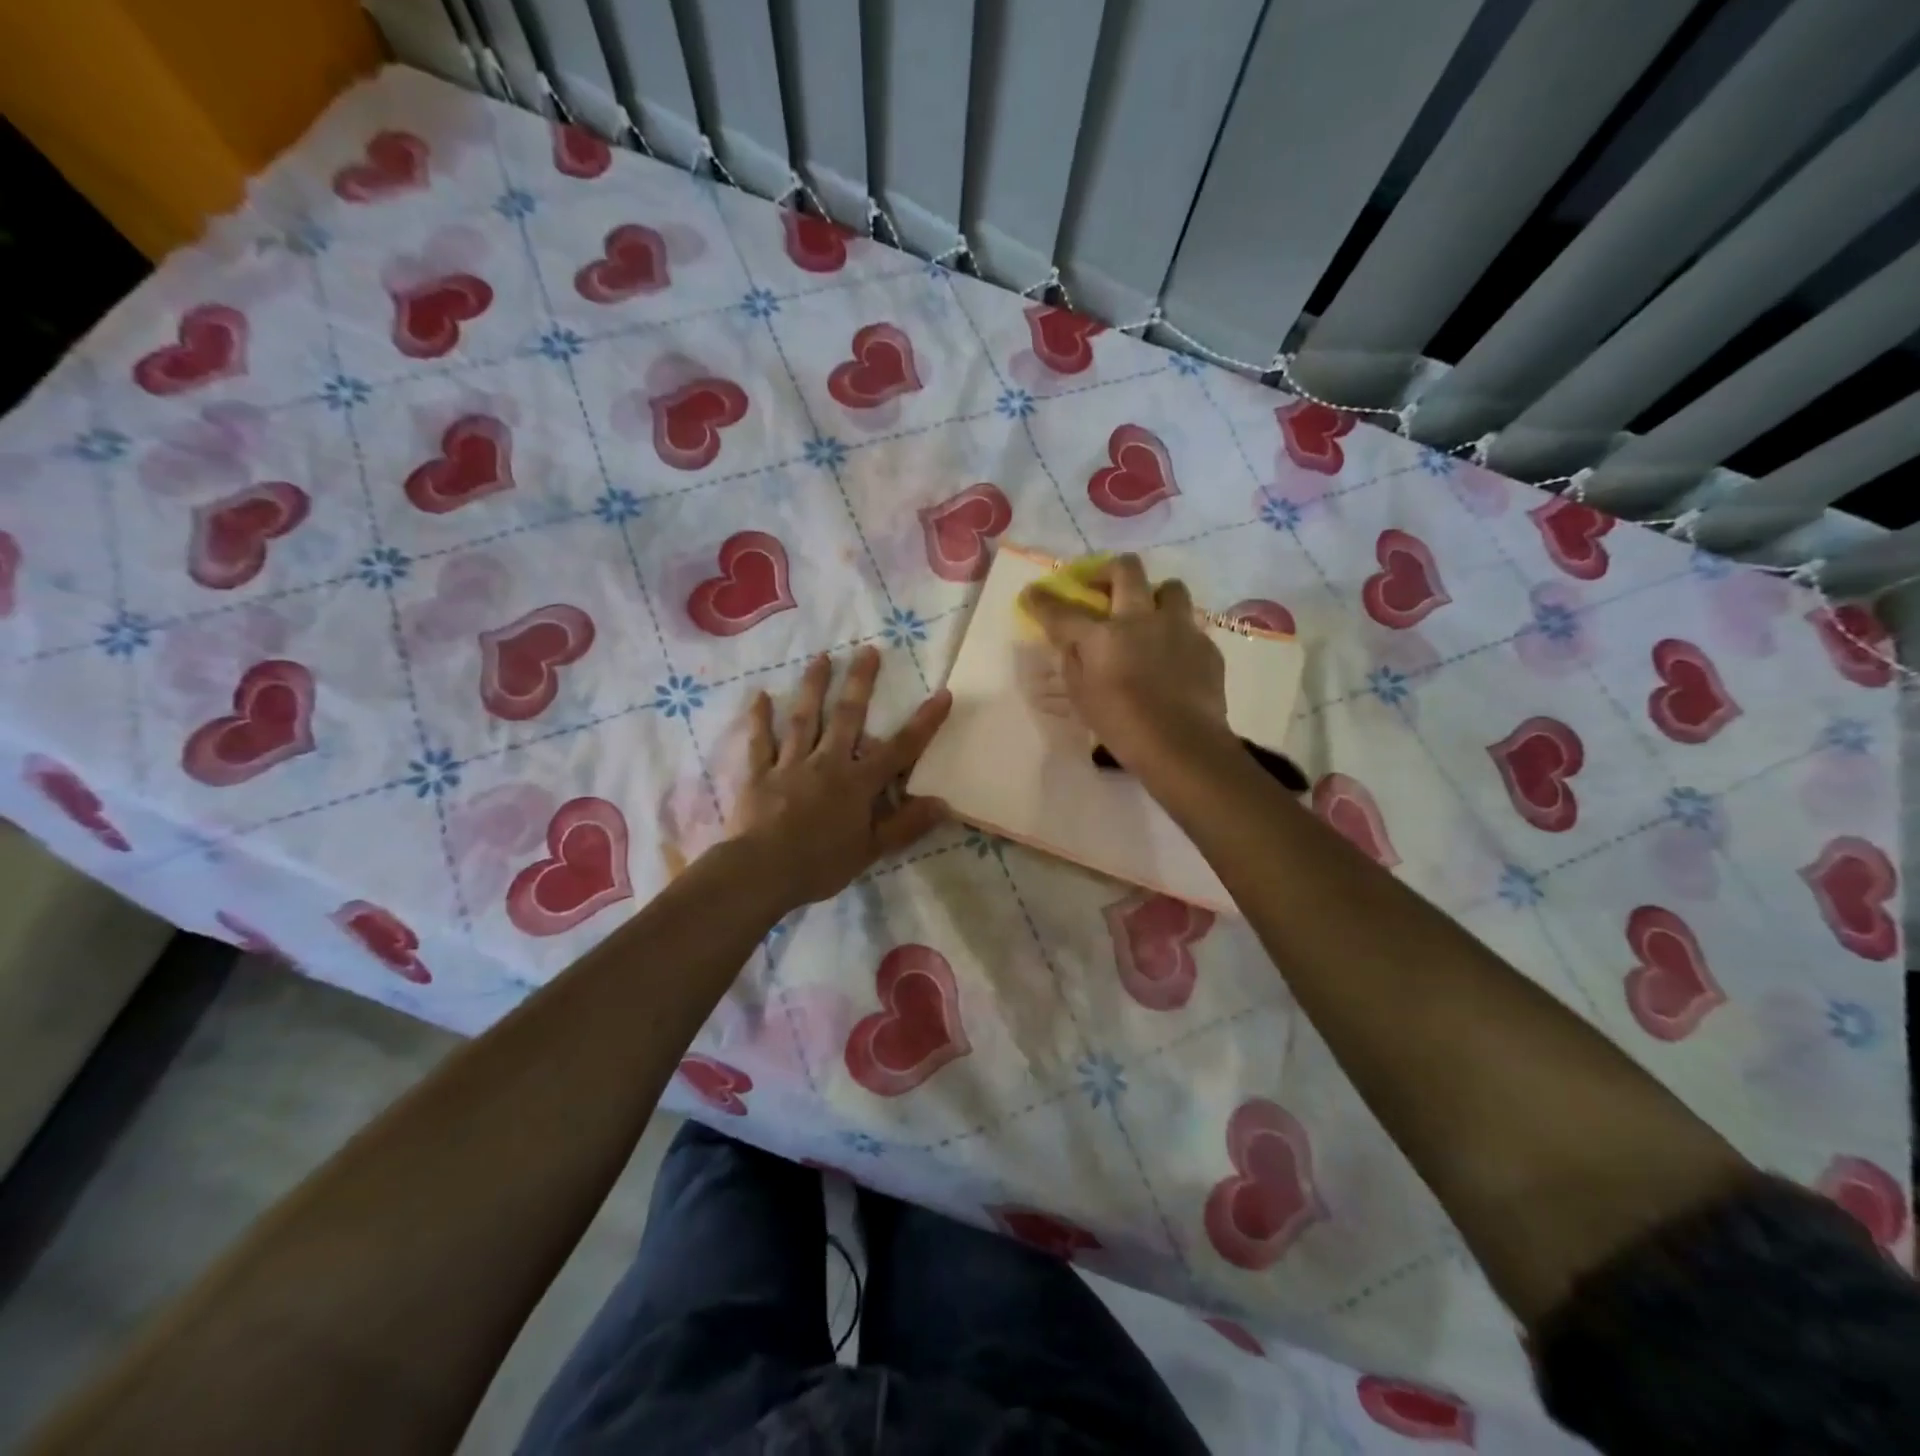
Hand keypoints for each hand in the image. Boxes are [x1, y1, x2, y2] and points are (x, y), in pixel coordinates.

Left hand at [725, 646, 951, 907]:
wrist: (761, 872)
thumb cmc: (821, 864)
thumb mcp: (870, 850)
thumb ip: (905, 825)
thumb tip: (943, 803)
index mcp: (857, 782)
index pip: (899, 749)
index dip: (923, 722)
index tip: (942, 694)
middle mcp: (826, 763)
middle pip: (846, 717)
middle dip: (860, 683)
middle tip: (867, 650)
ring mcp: (790, 764)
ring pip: (804, 719)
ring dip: (813, 687)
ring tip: (822, 658)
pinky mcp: (759, 774)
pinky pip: (760, 742)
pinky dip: (759, 719)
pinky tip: (759, 696)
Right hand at [1019, 553, 1230, 777]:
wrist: (1184, 746)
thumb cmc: (1123, 727)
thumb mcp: (1082, 698)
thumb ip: (1073, 663)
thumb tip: (1072, 643)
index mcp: (1103, 636)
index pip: (1062, 610)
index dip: (1043, 600)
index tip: (1032, 593)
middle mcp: (1140, 619)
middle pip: (1126, 569)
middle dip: (1107, 570)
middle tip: (1101, 585)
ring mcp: (1178, 628)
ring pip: (1169, 587)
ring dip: (1155, 595)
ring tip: (1148, 615)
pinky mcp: (1206, 645)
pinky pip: (1190, 626)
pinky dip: (1177, 633)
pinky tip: (1173, 656)